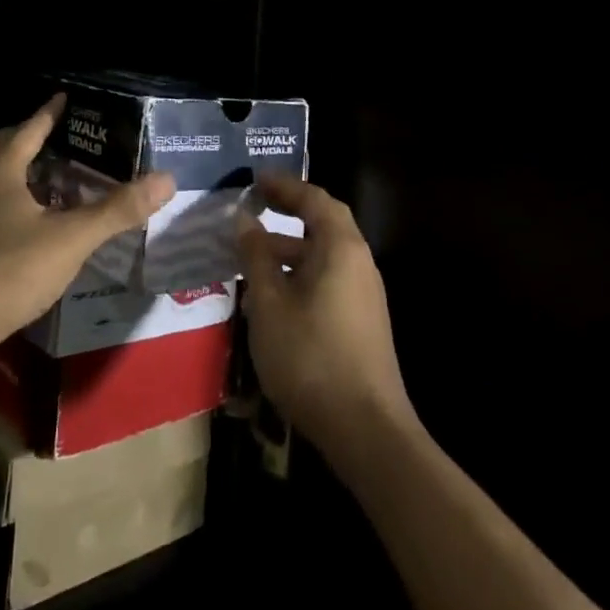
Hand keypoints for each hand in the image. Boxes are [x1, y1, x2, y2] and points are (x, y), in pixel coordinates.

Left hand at [0, 95, 173, 360]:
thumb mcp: (72, 238)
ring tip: (42, 175)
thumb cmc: (11, 270)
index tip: (63, 97)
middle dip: (22, 137)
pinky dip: (4, 196)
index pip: (28, 129)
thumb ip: (118, 209)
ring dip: (11, 167)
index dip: (49, 113)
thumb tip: (166, 179)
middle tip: (50, 137)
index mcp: (0, 171)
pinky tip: (25, 217)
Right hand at [236, 174, 415, 455]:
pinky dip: (299, 274)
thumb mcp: (270, 302)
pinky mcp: (361, 321)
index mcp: (341, 248)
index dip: (285, 185)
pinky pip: (327, 280)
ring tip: (249, 257)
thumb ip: (256, 256)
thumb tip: (244, 220)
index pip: (315, 199)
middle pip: (324, 223)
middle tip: (253, 207)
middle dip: (287, 212)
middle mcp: (358, 262)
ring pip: (323, 255)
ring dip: (289, 248)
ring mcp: (363, 294)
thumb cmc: (310, 355)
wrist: (365, 429)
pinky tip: (271, 297)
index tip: (255, 180)